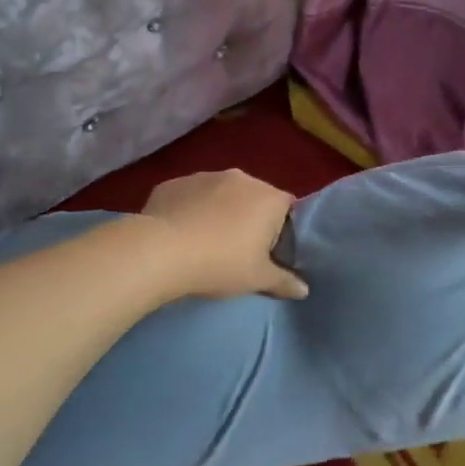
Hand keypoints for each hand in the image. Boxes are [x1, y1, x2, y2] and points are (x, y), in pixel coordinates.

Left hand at [138, 169, 308, 300]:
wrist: (160, 251)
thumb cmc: (220, 263)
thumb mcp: (257, 279)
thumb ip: (284, 281)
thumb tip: (304, 289)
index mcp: (269, 197)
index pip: (287, 208)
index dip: (281, 229)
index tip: (269, 251)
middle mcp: (240, 178)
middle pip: (254, 197)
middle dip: (249, 218)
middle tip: (238, 250)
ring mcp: (204, 176)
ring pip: (220, 194)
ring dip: (218, 211)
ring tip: (205, 241)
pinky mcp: (174, 182)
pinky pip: (190, 195)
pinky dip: (190, 209)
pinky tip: (180, 233)